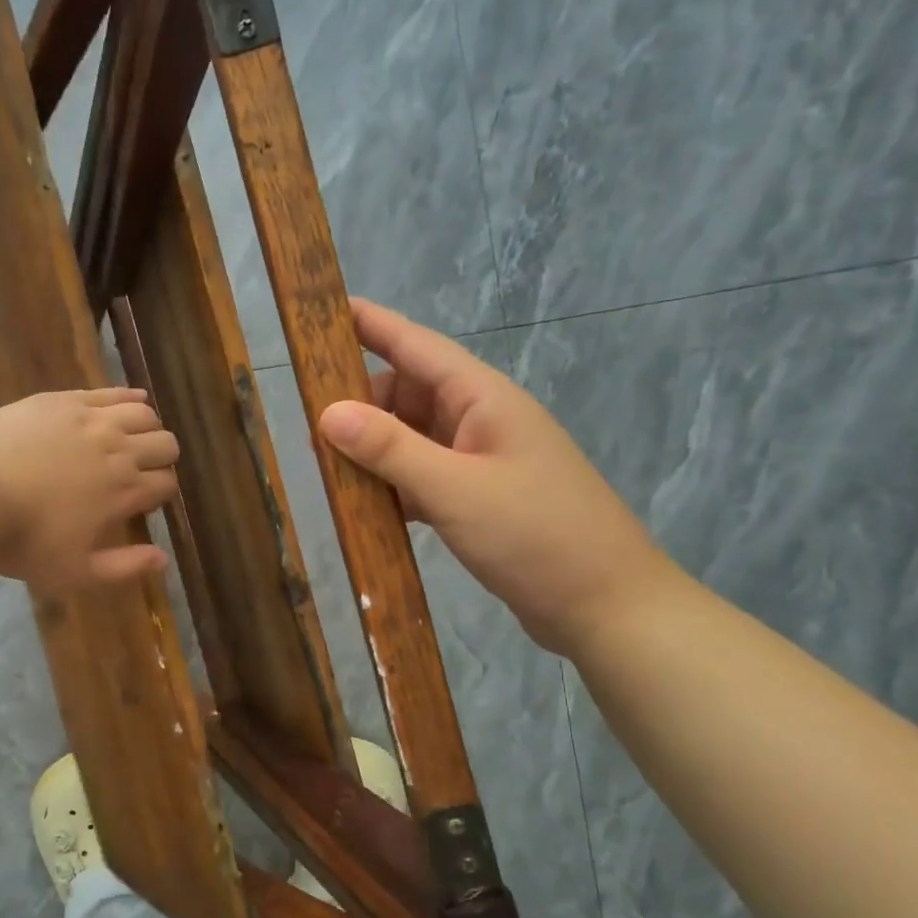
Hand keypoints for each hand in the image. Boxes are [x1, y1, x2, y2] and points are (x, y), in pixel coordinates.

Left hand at [0, 388, 179, 593]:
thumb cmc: (22, 541)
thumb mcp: (76, 573)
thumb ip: (124, 567)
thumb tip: (163, 559)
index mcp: (125, 491)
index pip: (167, 483)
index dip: (162, 493)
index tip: (145, 503)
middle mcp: (119, 449)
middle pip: (165, 444)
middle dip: (162, 459)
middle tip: (142, 472)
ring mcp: (91, 419)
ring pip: (144, 414)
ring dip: (148, 428)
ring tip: (133, 440)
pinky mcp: (63, 400)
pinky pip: (109, 391)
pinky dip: (127, 396)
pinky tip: (130, 402)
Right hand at [316, 298, 678, 654]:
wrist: (606, 606)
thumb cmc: (537, 536)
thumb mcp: (455, 489)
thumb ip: (390, 449)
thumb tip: (327, 412)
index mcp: (484, 399)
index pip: (417, 346)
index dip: (371, 325)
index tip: (323, 310)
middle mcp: (482, 420)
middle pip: (409, 394)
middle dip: (361, 406)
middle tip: (312, 433)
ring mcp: (483, 461)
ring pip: (414, 439)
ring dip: (375, 450)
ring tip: (328, 471)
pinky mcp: (481, 499)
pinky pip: (425, 477)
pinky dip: (395, 486)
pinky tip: (367, 507)